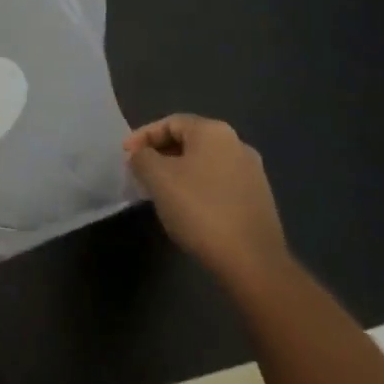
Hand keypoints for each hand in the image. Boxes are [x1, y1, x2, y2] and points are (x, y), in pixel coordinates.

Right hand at [124, 114, 287, 280]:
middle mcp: (237, 144)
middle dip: (160, 154)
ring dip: (178, 172)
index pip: (170, 122)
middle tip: (139, 173)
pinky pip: (218, 182)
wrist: (252, 261)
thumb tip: (141, 155)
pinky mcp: (258, 198)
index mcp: (214, 132)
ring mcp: (252, 172)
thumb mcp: (158, 178)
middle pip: (189, 140)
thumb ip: (142, 158)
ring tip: (159, 192)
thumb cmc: (199, 210)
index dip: (143, 136)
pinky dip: (197, 187)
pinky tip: (186, 209)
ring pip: (203, 163)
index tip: (125, 156)